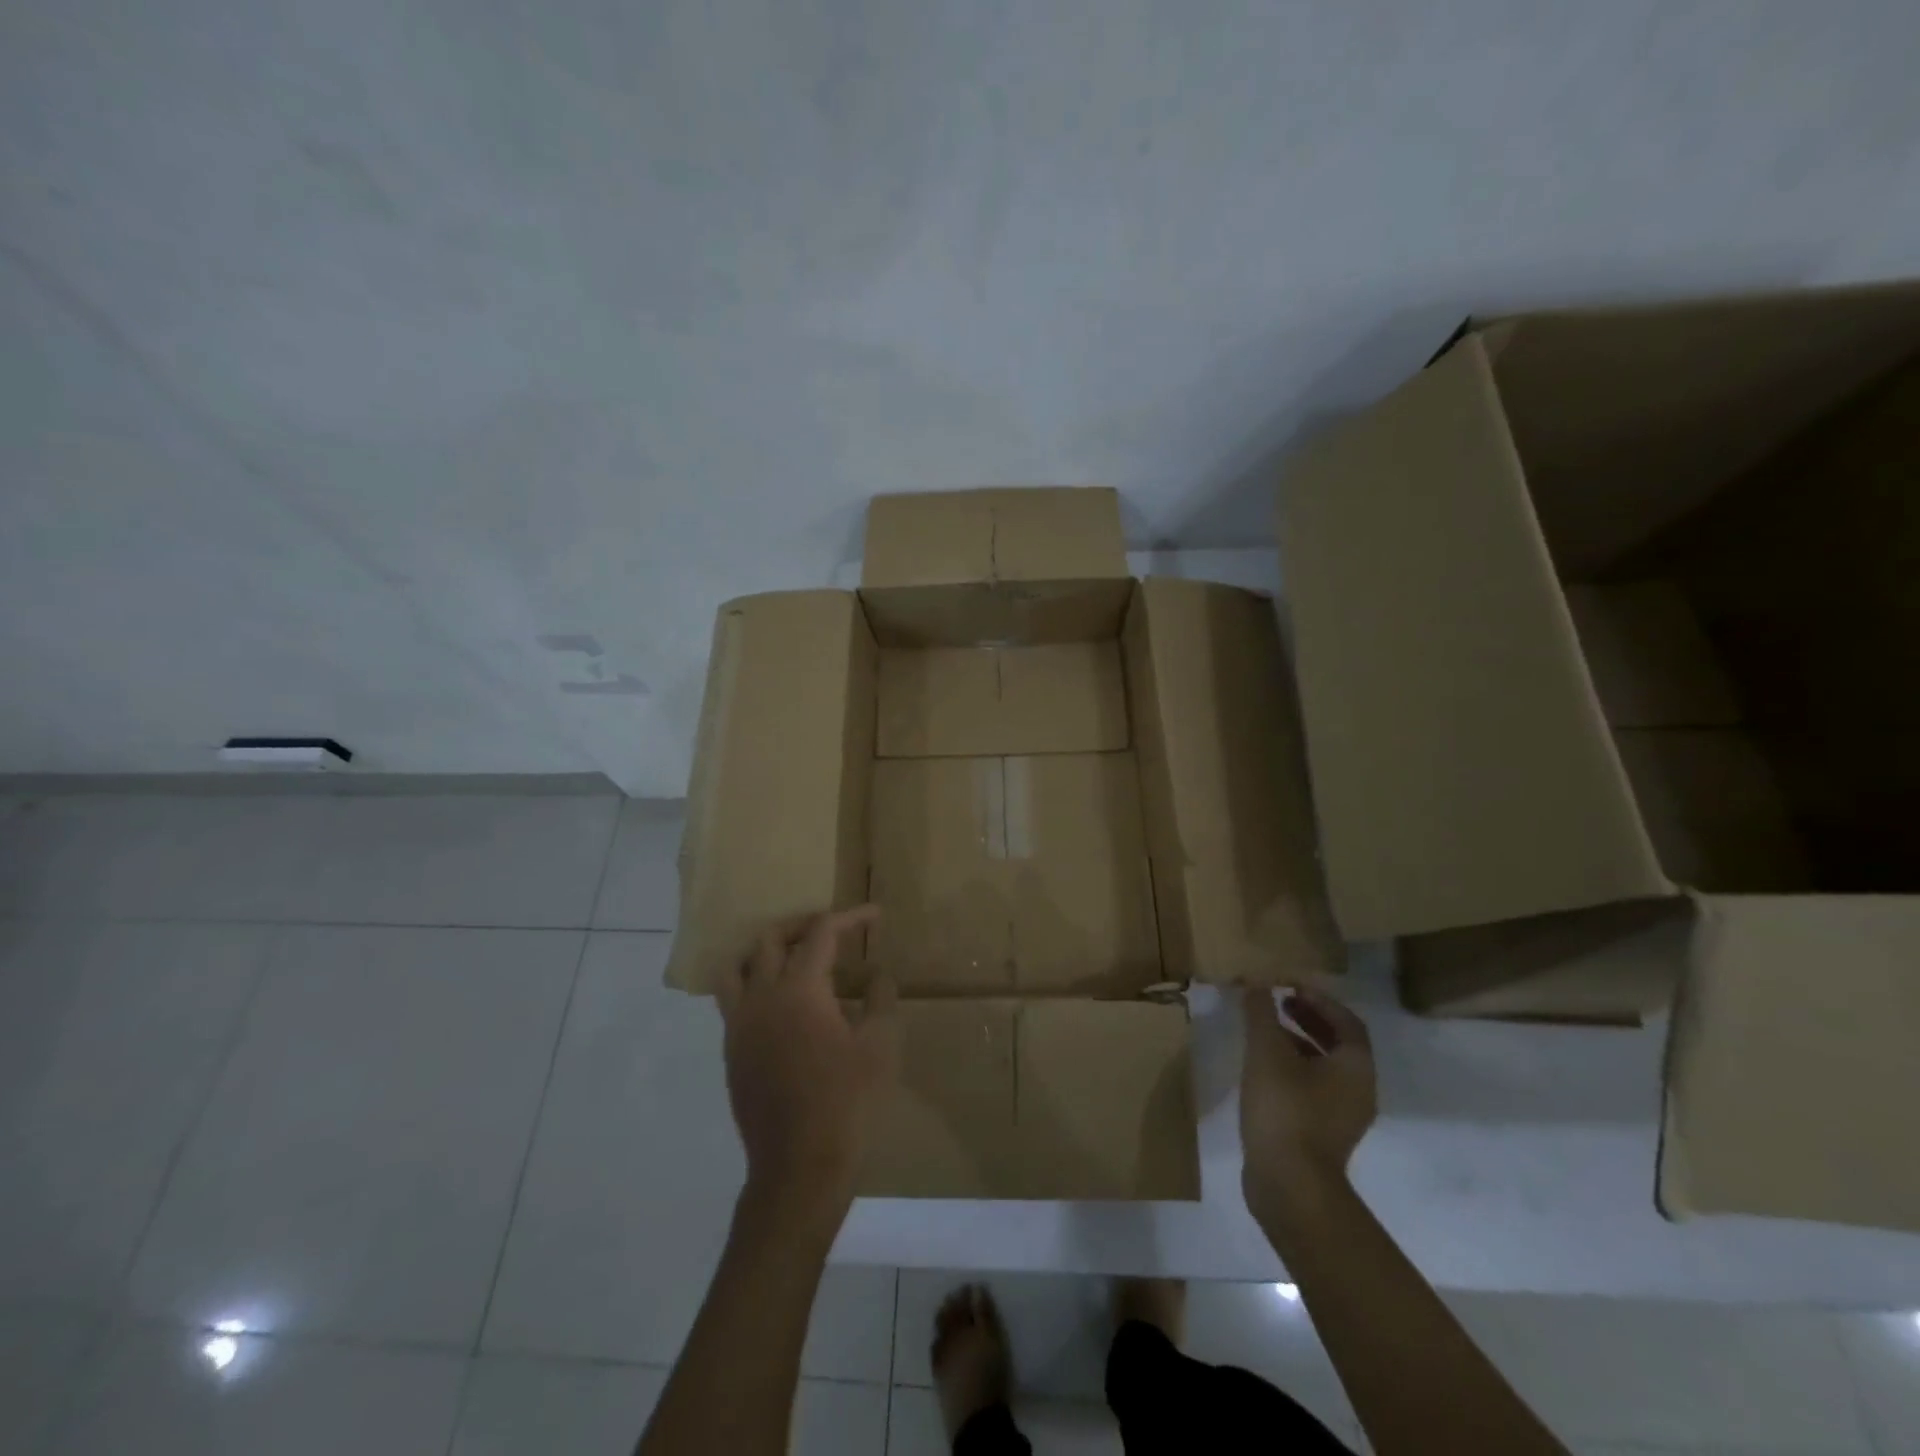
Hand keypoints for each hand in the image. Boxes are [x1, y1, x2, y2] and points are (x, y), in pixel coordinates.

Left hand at [718, 905, 897, 1223]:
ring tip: (794, 959)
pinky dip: (754, 985)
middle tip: (832, 930)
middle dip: (802, 925)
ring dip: (766, 952)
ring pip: (739, 967)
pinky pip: (733, 1000)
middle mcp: (761, 997)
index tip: (874, 915)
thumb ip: (881, 999)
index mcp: (799, 989)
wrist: (799, 1166)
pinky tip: (781, 1005)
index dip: (850, 918)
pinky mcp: (732, 1052)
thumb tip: (878, 976)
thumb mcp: (881, 1046)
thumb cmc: (848, 1101)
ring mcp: (740, 1025)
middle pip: (770, 939)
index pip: (821, 933)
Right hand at [1239, 983, 1376, 1227]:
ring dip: (1297, 1043)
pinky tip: (1261, 1069)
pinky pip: (1312, 1089)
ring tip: (1264, 1031)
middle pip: (1338, 1044)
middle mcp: (1357, 1090)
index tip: (1290, 985)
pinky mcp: (1321, 1135)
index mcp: (1355, 1067)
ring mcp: (1341, 1116)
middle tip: (1278, 1001)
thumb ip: (1262, 1014)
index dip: (1319, 999)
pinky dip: (1291, 1069)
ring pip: (1323, 1068)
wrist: (1290, 1185)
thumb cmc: (1285, 1109)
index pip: (1347, 1021)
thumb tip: (1256, 983)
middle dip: (1308, 1018)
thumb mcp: (1267, 1052)